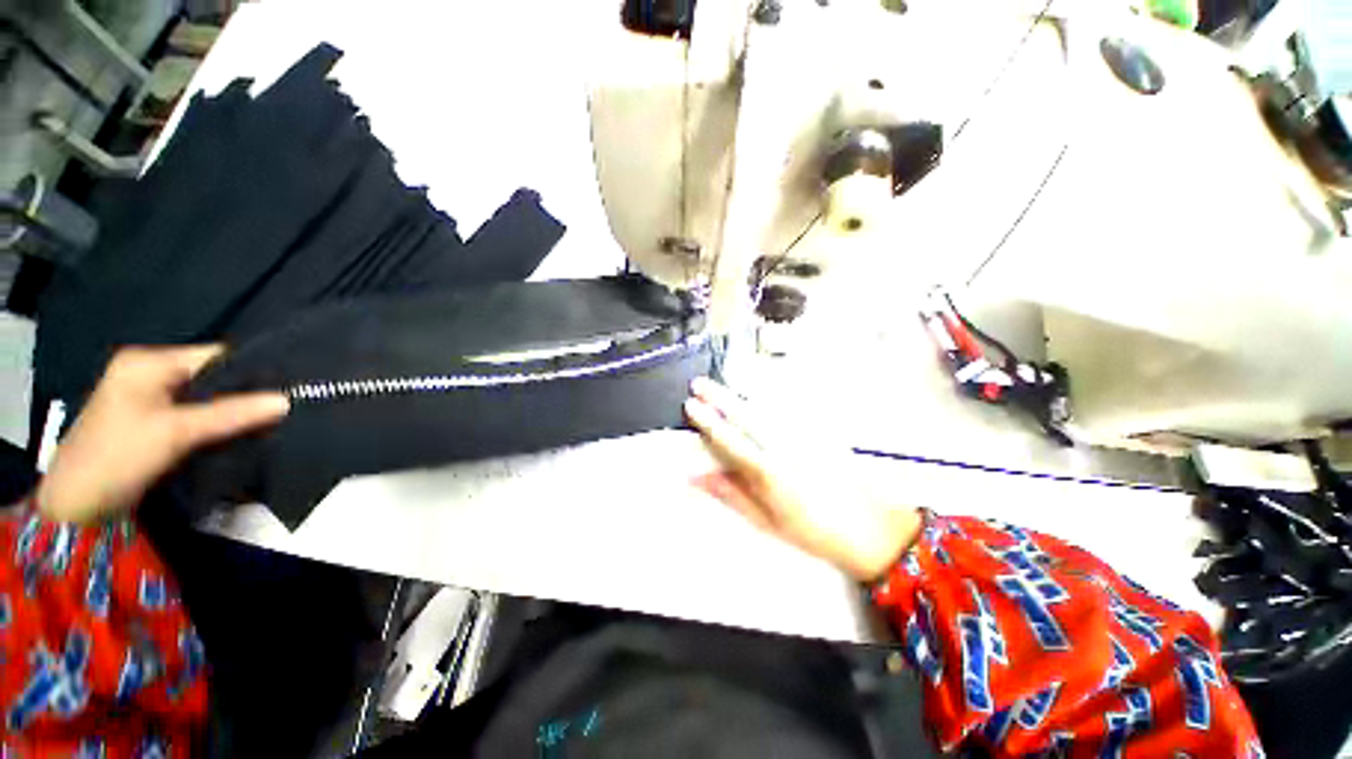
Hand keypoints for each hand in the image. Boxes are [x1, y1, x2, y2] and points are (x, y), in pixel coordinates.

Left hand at [35, 345, 289, 523]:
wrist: (76, 505)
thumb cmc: (119, 456)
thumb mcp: (176, 433)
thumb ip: (231, 414)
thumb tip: (287, 400)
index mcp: (148, 362)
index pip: (214, 356)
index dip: (252, 368)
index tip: (291, 385)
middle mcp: (147, 371)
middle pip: (210, 375)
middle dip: (244, 391)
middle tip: (284, 405)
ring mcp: (146, 396)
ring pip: (204, 396)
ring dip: (231, 409)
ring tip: (269, 418)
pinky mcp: (149, 420)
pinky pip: (193, 412)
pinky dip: (215, 420)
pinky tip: (238, 430)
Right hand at [684, 377, 921, 581]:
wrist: (871, 528)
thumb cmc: (812, 532)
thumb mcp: (765, 521)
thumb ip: (729, 495)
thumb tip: (694, 478)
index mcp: (769, 473)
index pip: (730, 440)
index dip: (708, 422)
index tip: (690, 405)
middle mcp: (784, 448)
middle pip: (746, 416)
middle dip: (720, 397)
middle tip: (699, 383)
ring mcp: (803, 437)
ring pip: (766, 408)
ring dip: (740, 395)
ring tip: (720, 386)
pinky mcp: (818, 432)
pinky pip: (786, 411)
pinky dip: (766, 400)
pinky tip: (756, 396)